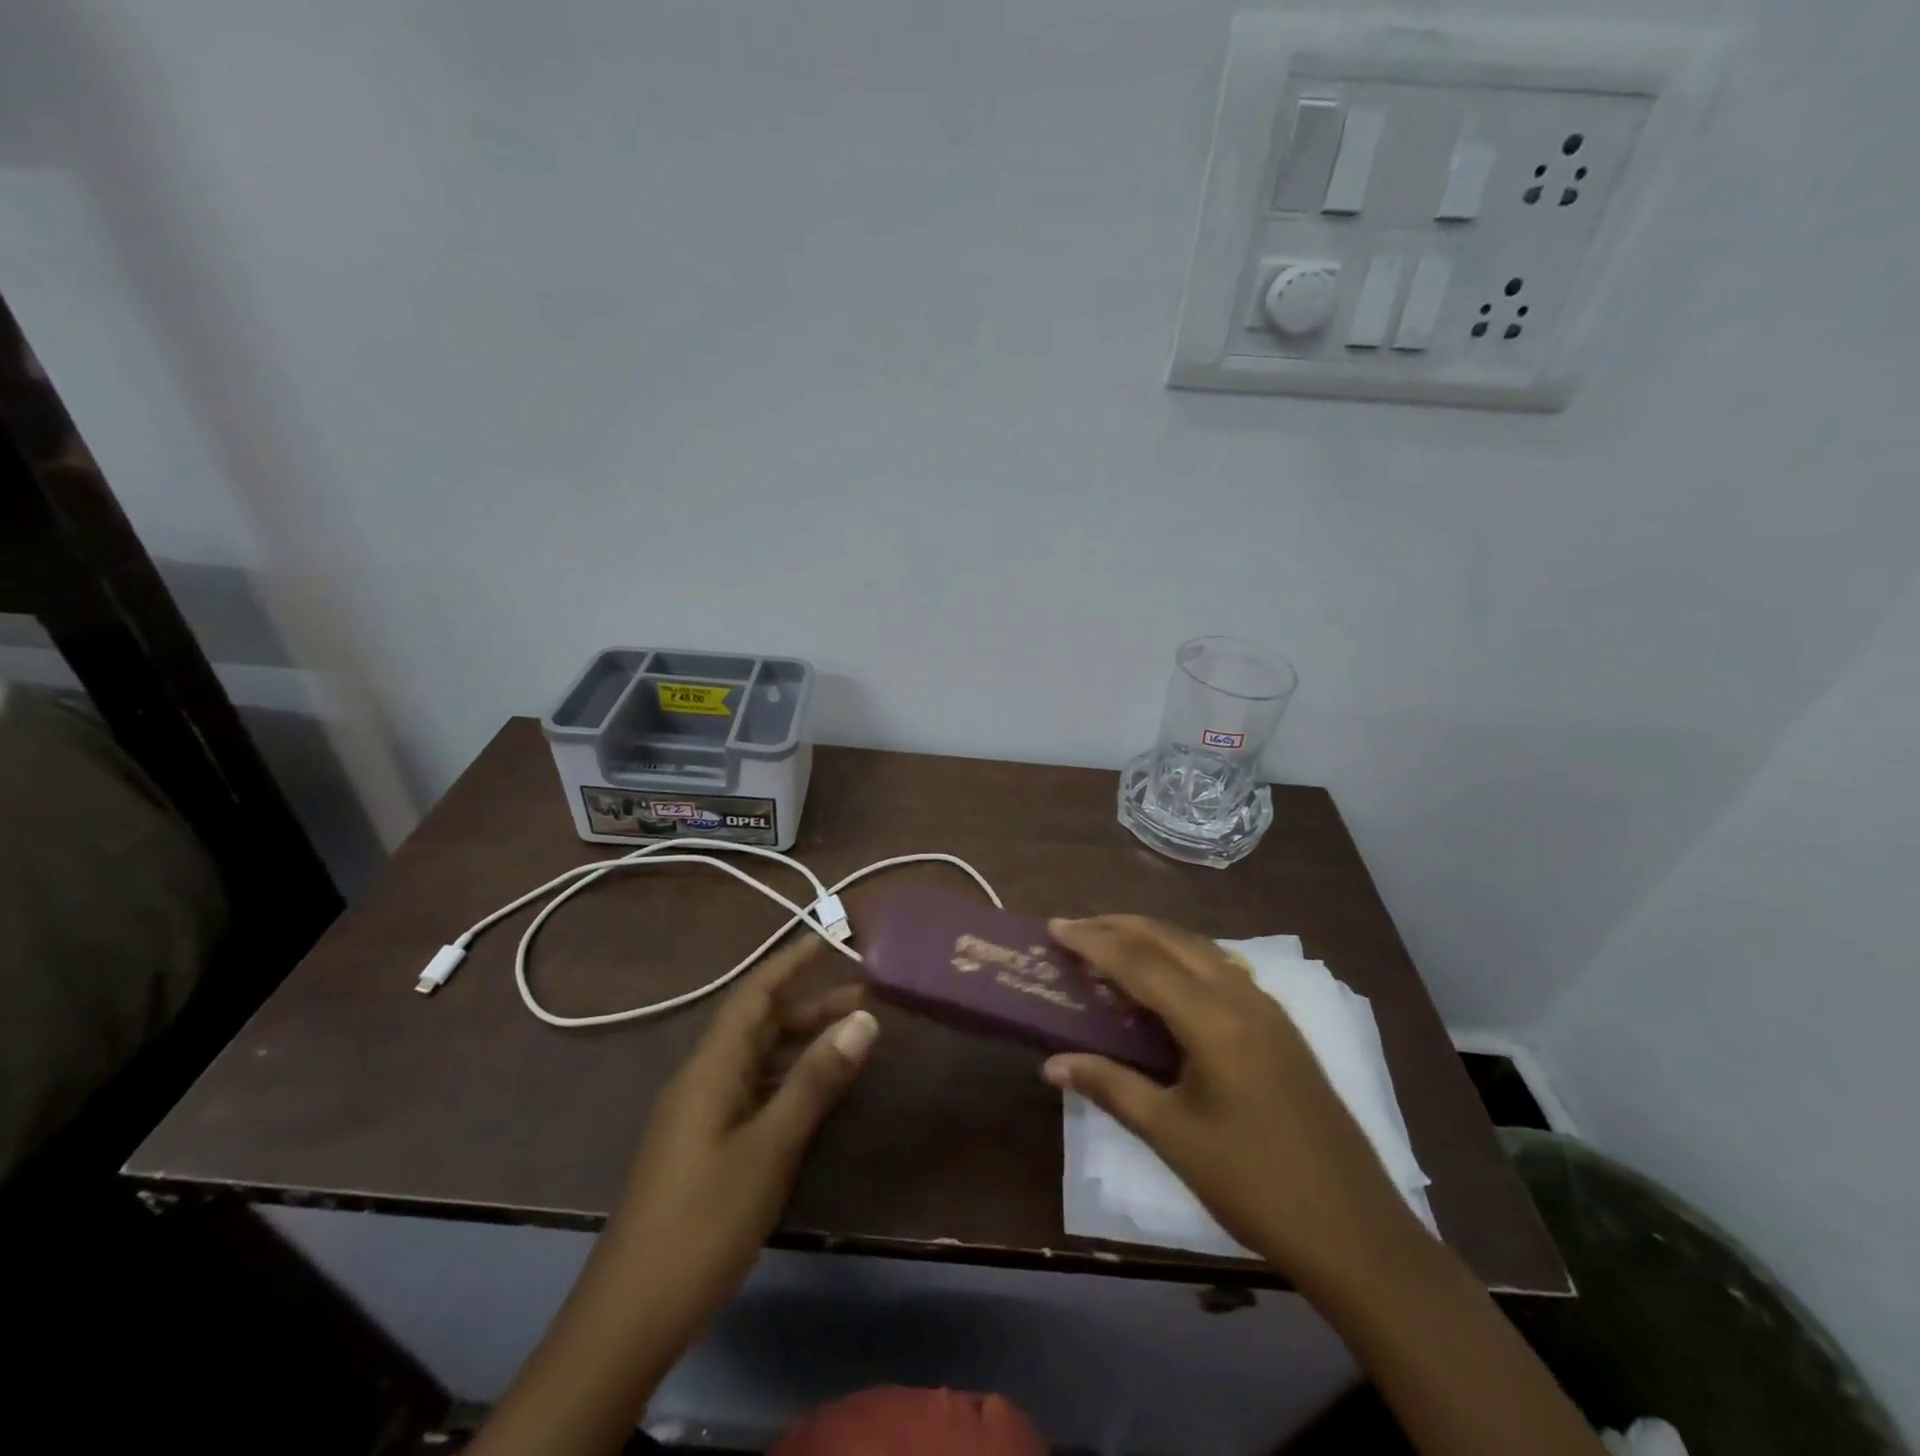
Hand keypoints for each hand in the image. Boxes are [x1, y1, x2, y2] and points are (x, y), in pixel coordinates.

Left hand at [604, 939, 877, 1322]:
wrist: (629, 1318)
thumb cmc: (702, 1222)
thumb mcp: (769, 1148)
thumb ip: (815, 1082)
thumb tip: (864, 1019)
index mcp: (709, 1069)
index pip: (753, 996)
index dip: (789, 963)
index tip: (826, 939)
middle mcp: (701, 1081)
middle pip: (758, 1026)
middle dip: (808, 1006)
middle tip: (864, 998)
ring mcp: (699, 1117)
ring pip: (756, 1062)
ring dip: (800, 1045)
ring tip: (851, 1040)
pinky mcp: (702, 1149)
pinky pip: (752, 1094)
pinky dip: (787, 1082)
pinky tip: (815, 1096)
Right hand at [1044, 915, 1421, 1285]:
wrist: (1356, 1232)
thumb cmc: (1254, 1185)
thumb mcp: (1172, 1136)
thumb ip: (1110, 1087)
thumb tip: (1051, 1063)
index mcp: (1214, 1020)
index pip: (1141, 962)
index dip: (1094, 942)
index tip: (1054, 927)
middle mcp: (1242, 997)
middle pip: (1171, 940)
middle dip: (1120, 927)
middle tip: (1075, 929)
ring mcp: (1267, 1008)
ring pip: (1199, 950)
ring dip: (1152, 940)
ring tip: (1110, 946)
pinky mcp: (1279, 1026)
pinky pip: (1220, 970)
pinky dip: (1180, 960)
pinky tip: (1163, 982)